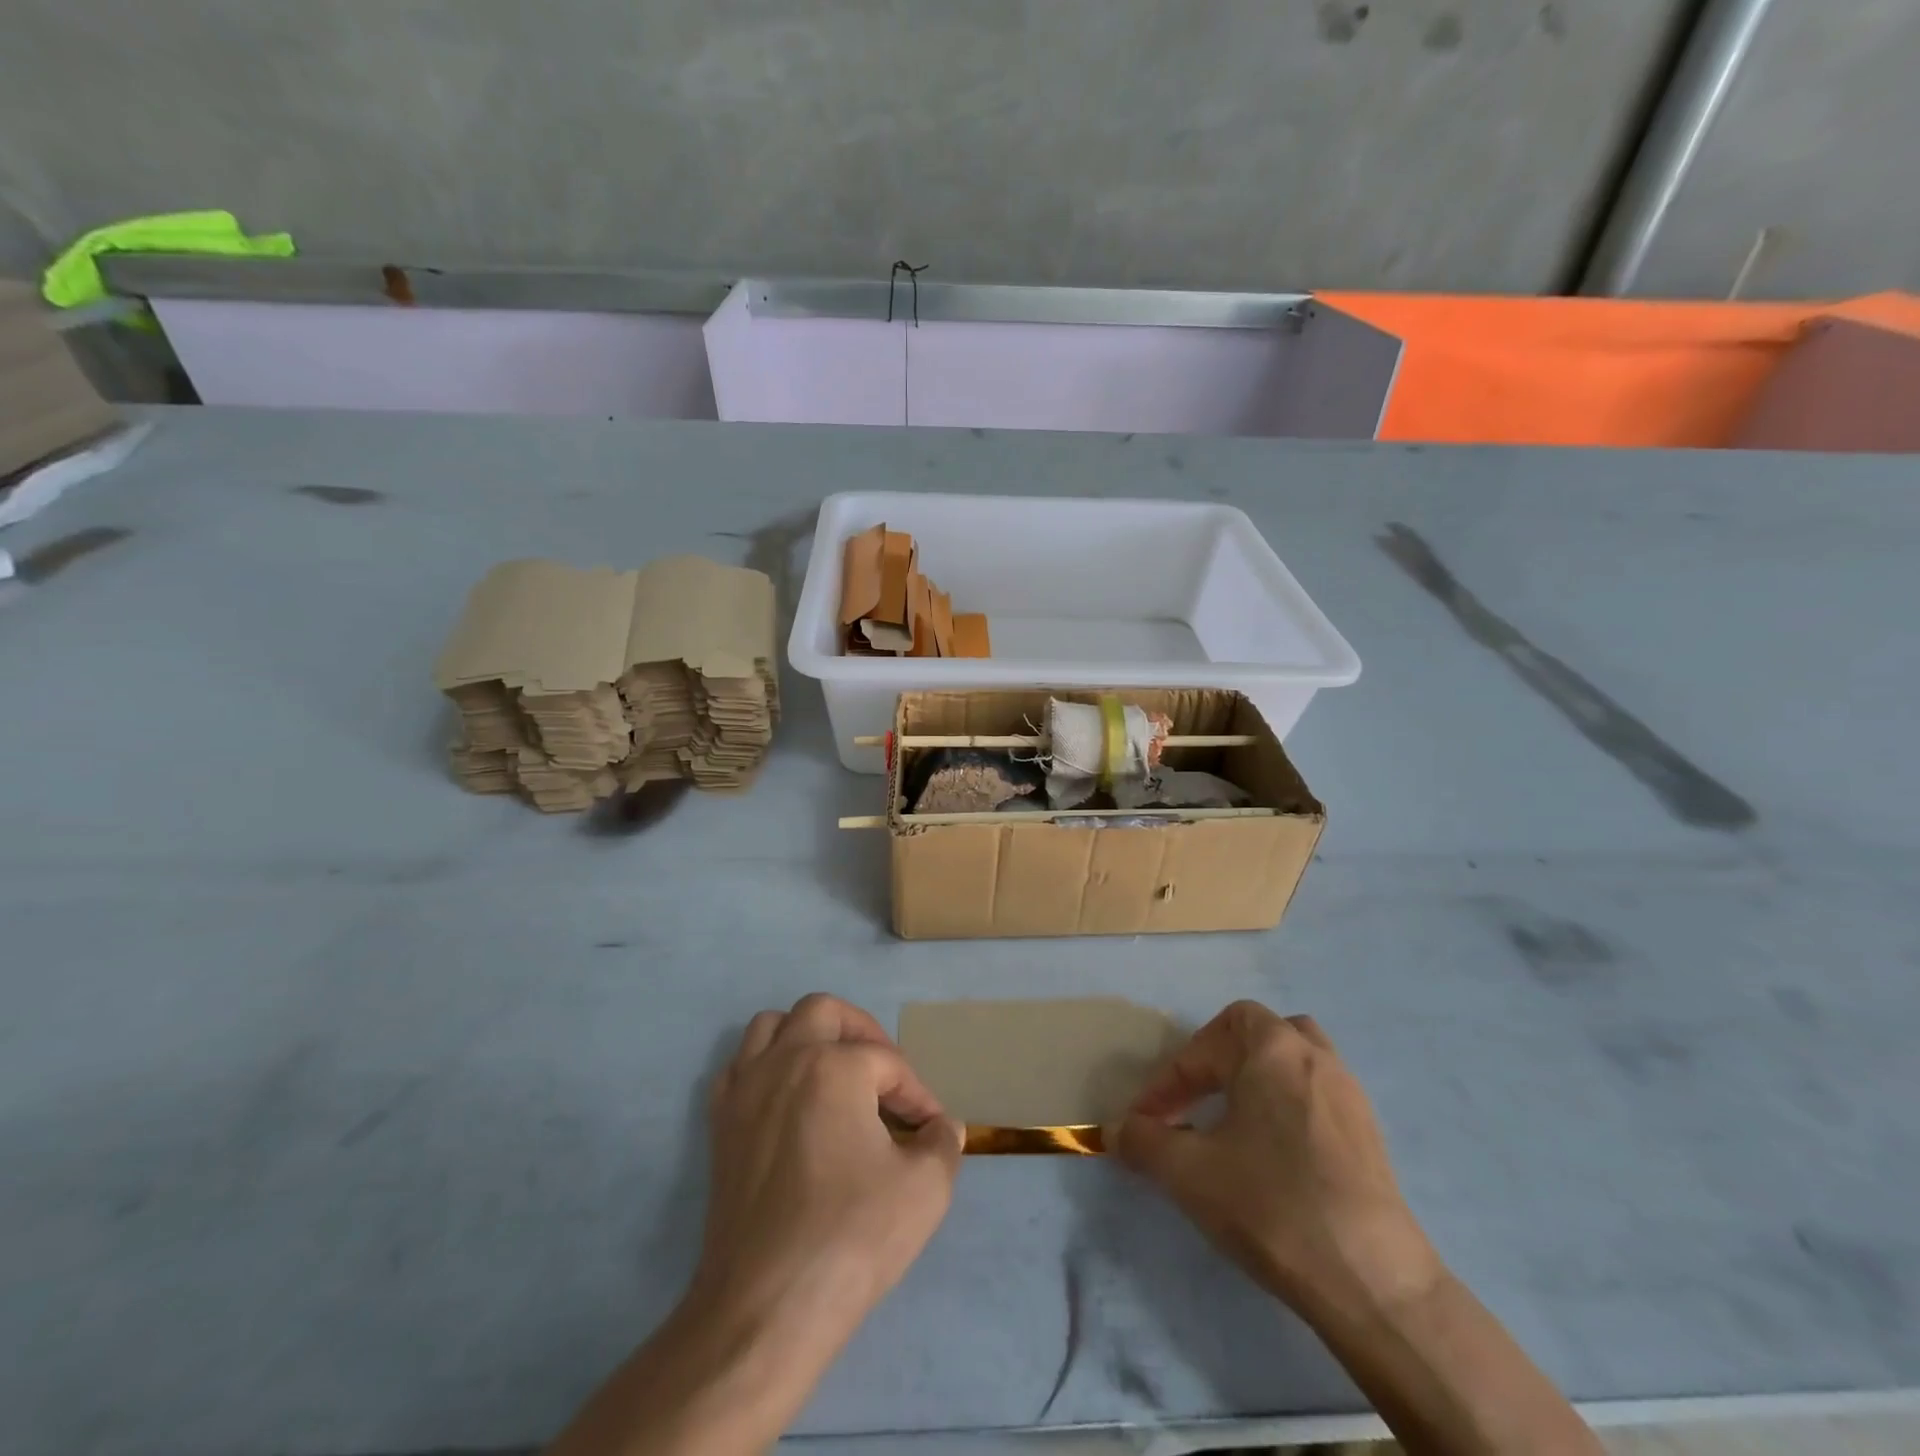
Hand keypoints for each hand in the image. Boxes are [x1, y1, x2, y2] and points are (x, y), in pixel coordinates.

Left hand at [689, 993, 963, 1359]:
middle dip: (862, 1033)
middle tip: (884, 1072)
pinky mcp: (720, 1124)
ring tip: (834, 1071)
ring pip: (772, 1025)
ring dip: (807, 1035)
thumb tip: (943, 1126)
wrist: (765, 1308)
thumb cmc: (850, 1237)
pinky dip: (766, 1066)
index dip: (917, 1093)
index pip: (888, 1062)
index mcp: (834, 1067)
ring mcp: (745, 1090)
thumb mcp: (925, 1188)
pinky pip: (740, 1066)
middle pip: (824, 1012)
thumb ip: (942, 1143)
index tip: (931, 1128)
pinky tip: (787, 1099)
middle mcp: (784, 1061)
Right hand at [1113, 1000, 1440, 1321]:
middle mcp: (1314, 1056)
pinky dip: (1286, 1104)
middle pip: (1257, 1032)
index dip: (1170, 1077)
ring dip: (1257, 1076)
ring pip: (1294, 1058)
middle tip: (1193, 1101)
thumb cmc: (1271, 1205)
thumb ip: (1144, 1142)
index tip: (1148, 1119)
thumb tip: (1116, 1129)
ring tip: (1233, 1116)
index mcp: (1272, 1048)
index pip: (1206, 1042)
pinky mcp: (1370, 1135)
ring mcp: (1349, 1094)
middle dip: (1217, 1060)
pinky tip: (1273, 1150)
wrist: (1374, 1283)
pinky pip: (1317, 1093)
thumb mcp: (1189, 1173)